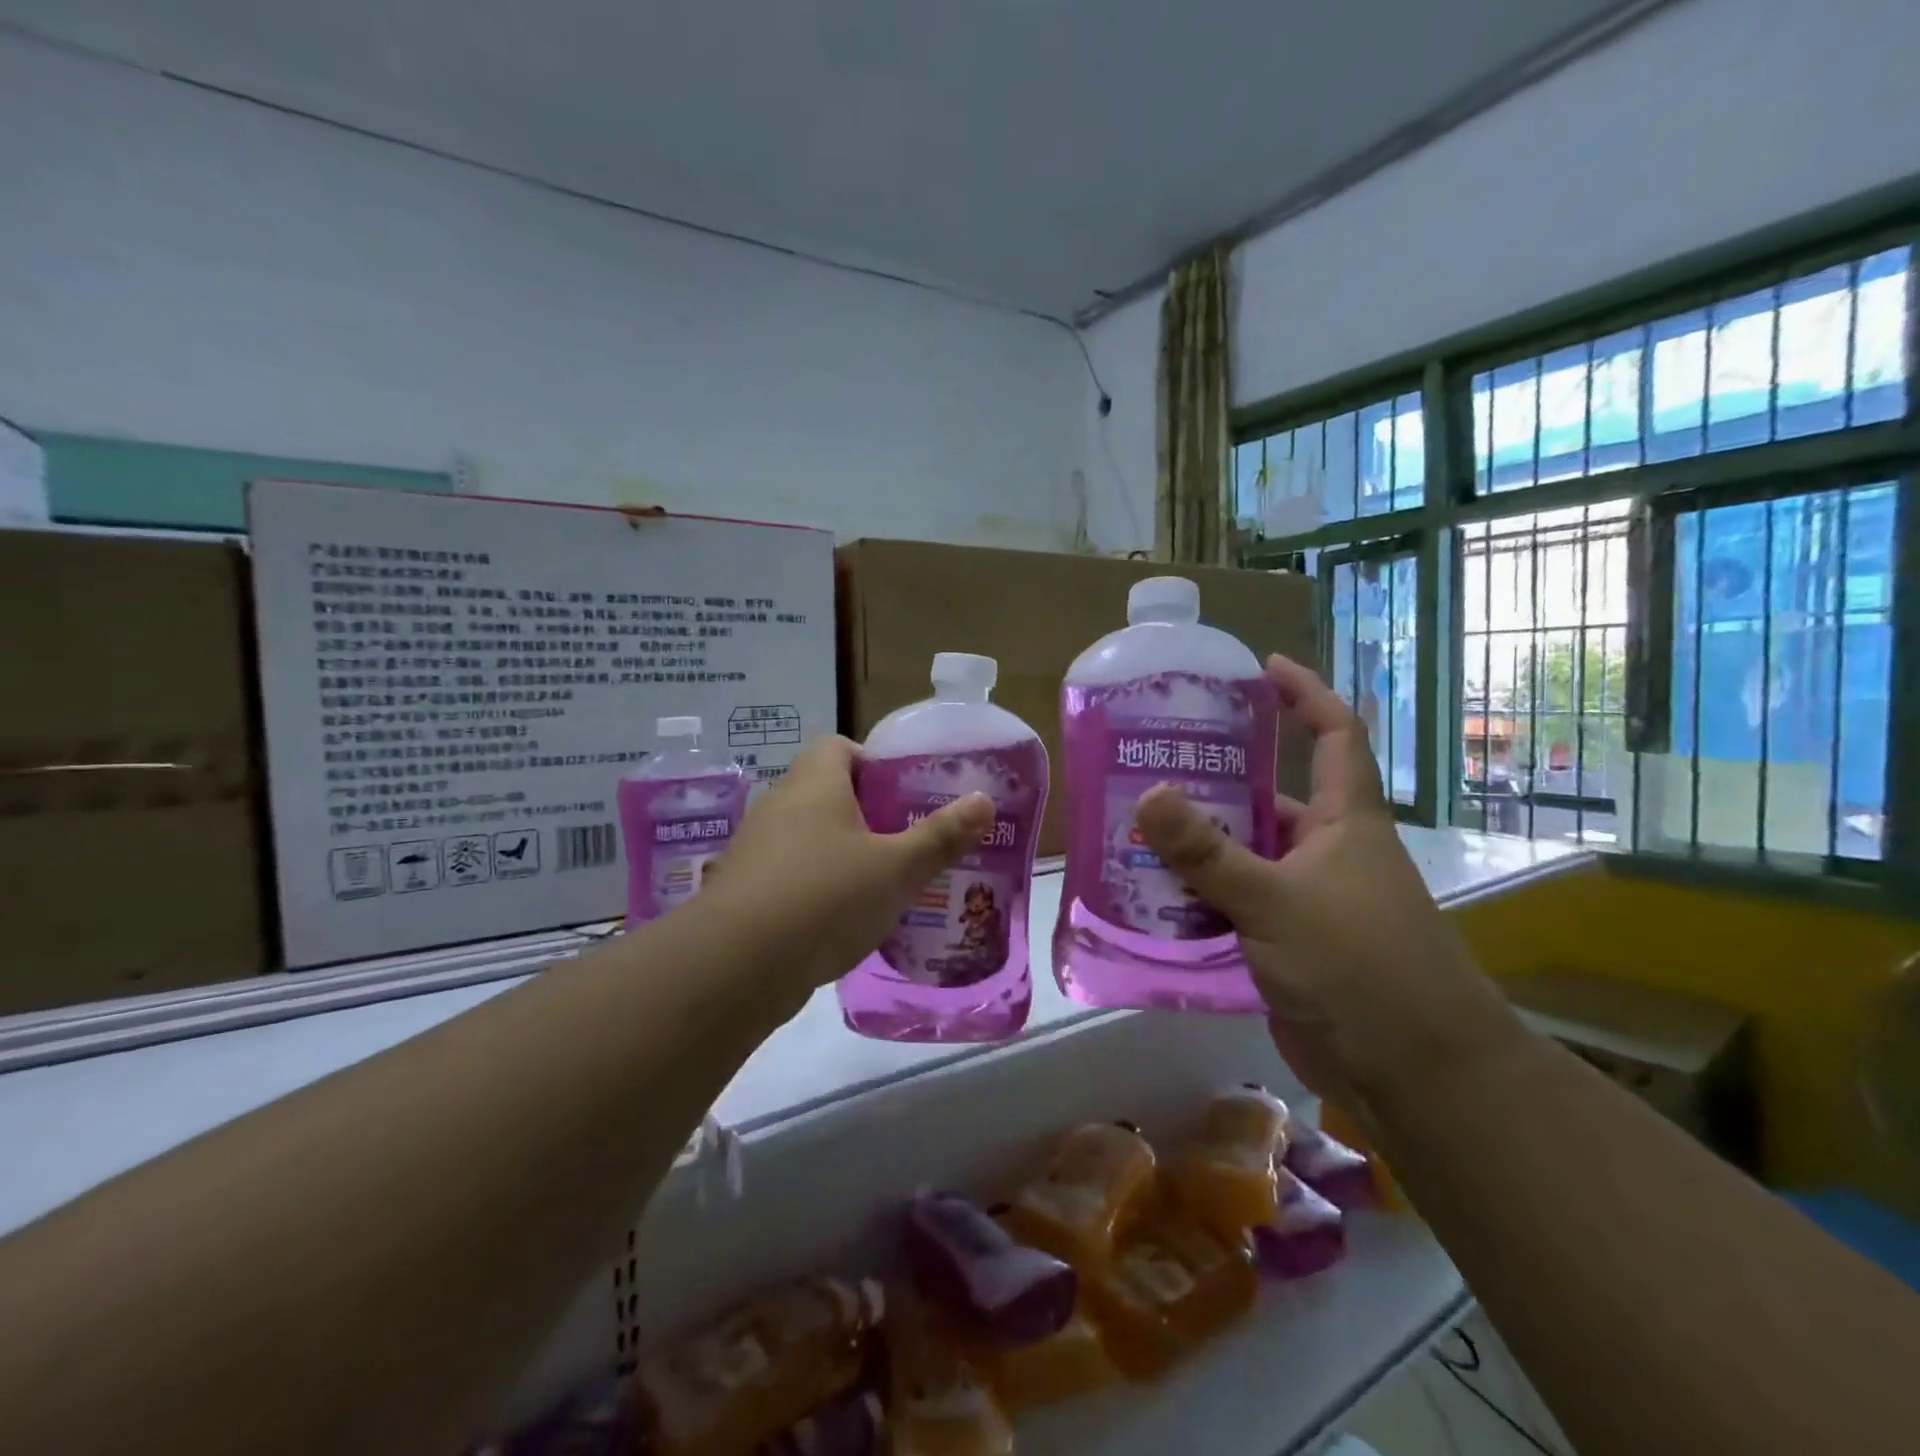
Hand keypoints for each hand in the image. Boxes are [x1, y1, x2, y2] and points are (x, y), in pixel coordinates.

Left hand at [696, 736, 992, 1006]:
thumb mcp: (897, 869)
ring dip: (840, 855)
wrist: (735, 967)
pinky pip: (788, 876)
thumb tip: (983, 799)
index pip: (839, 747)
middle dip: (866, 815)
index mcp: (814, 784)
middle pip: (825, 793)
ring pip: (807, 838)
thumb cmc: (825, 897)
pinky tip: (841, 922)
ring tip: (881, 885)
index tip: (903, 795)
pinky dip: (815, 889)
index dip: (873, 763)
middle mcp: (778, 806)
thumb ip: (941, 836)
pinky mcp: (742, 892)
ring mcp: (754, 850)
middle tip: (904, 842)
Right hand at [1133, 656, 1526, 1127]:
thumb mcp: (1275, 900)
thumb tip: (1148, 795)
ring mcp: (1306, 900)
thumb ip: (1207, 852)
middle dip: (1219, 781)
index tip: (1263, 669)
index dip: (1306, 694)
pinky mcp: (1286, 943)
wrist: (1412, 1073)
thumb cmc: (1358, 966)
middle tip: (1153, 763)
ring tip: (1134, 827)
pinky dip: (1199, 897)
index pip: (1334, 736)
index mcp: (1345, 822)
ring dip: (1198, 846)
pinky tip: (1151, 894)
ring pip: (1244, 856)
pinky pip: (1235, 904)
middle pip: (1270, 799)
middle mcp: (1327, 852)